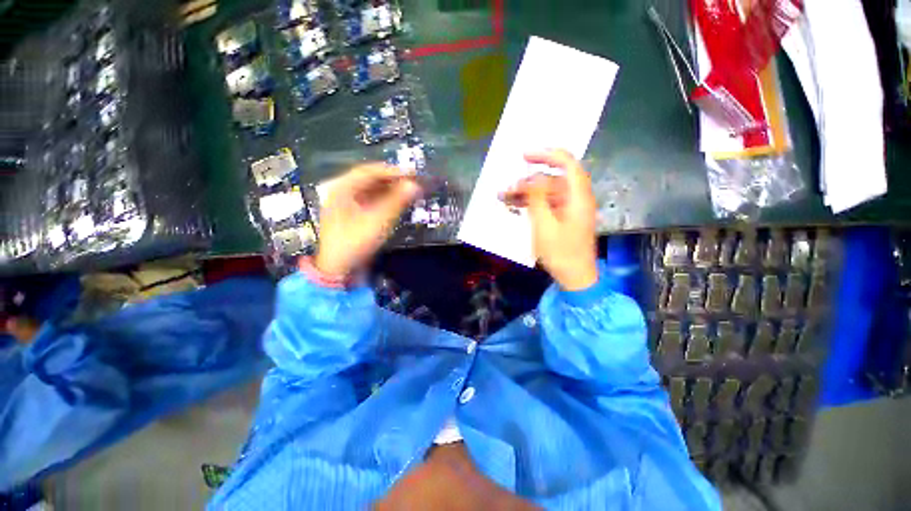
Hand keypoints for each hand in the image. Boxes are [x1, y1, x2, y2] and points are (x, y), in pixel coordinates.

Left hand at [314, 163, 420, 277]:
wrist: (338, 267)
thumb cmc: (356, 242)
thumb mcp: (378, 221)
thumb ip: (397, 201)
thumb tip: (414, 185)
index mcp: (342, 188)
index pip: (369, 171)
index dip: (391, 171)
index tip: (411, 173)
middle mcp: (341, 191)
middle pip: (369, 179)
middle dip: (391, 180)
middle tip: (411, 182)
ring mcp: (344, 203)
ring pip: (369, 190)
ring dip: (388, 189)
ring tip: (407, 191)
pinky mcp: (350, 213)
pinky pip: (368, 200)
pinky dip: (383, 199)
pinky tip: (395, 202)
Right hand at [502, 150, 597, 290]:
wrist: (574, 277)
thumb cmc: (561, 252)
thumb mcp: (544, 225)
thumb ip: (536, 198)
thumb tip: (529, 179)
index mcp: (578, 196)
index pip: (567, 164)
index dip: (547, 155)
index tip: (524, 156)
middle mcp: (575, 198)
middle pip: (552, 179)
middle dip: (528, 181)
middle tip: (507, 188)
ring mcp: (569, 209)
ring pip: (546, 193)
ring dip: (526, 193)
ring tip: (504, 198)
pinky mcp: (562, 218)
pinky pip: (545, 204)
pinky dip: (531, 204)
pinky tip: (514, 206)